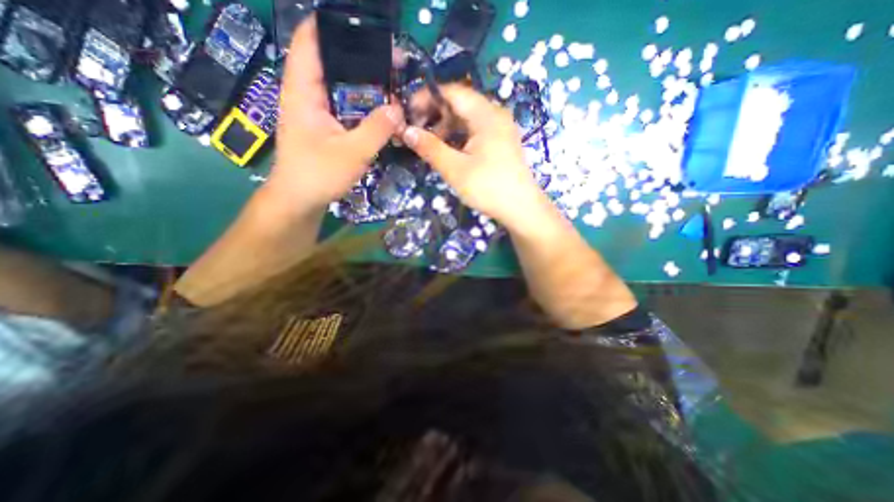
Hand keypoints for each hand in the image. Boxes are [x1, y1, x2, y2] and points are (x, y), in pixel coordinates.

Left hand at [267, 15, 403, 214]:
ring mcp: (317, 110)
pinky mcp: (327, 125)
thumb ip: (377, 130)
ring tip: (394, 85)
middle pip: (334, 61)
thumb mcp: (352, 153)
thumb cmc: (318, 174)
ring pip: (343, 86)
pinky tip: (383, 111)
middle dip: (364, 59)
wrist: (301, 200)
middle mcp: (308, 93)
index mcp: (303, 90)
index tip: (371, 32)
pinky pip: (347, 106)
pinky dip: (365, 105)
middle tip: (395, 64)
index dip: (336, 26)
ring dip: (368, 85)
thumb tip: (399, 110)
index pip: (311, 39)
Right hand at [404, 85, 545, 228]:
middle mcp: (495, 114)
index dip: (426, 98)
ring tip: (430, 144)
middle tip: (416, 131)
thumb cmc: (488, 188)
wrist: (521, 209)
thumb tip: (407, 131)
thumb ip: (430, 148)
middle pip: (460, 104)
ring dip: (446, 127)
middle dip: (435, 114)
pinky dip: (459, 137)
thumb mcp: (455, 169)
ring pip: (467, 119)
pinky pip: (476, 131)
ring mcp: (501, 129)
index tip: (407, 113)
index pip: (452, 92)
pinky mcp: (502, 142)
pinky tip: (449, 151)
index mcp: (486, 114)